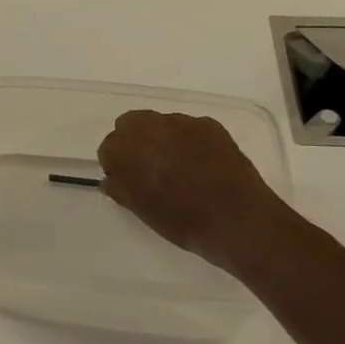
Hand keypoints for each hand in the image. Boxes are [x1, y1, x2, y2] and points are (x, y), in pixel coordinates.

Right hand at [97, 109, 293, 274]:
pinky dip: (188, 141)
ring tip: (179, 167)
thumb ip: (121, 188)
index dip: (117, 165)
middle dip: (134, 142)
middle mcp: (149, 127)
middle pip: (130, 124)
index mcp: (125, 149)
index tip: (128, 181)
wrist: (236, 220)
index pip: (109, 147)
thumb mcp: (140, 210)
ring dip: (161, 139)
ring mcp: (182, 122)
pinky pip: (189, 128)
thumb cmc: (180, 221)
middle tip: (148, 169)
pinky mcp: (210, 124)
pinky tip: (201, 164)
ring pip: (160, 124)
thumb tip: (114, 178)